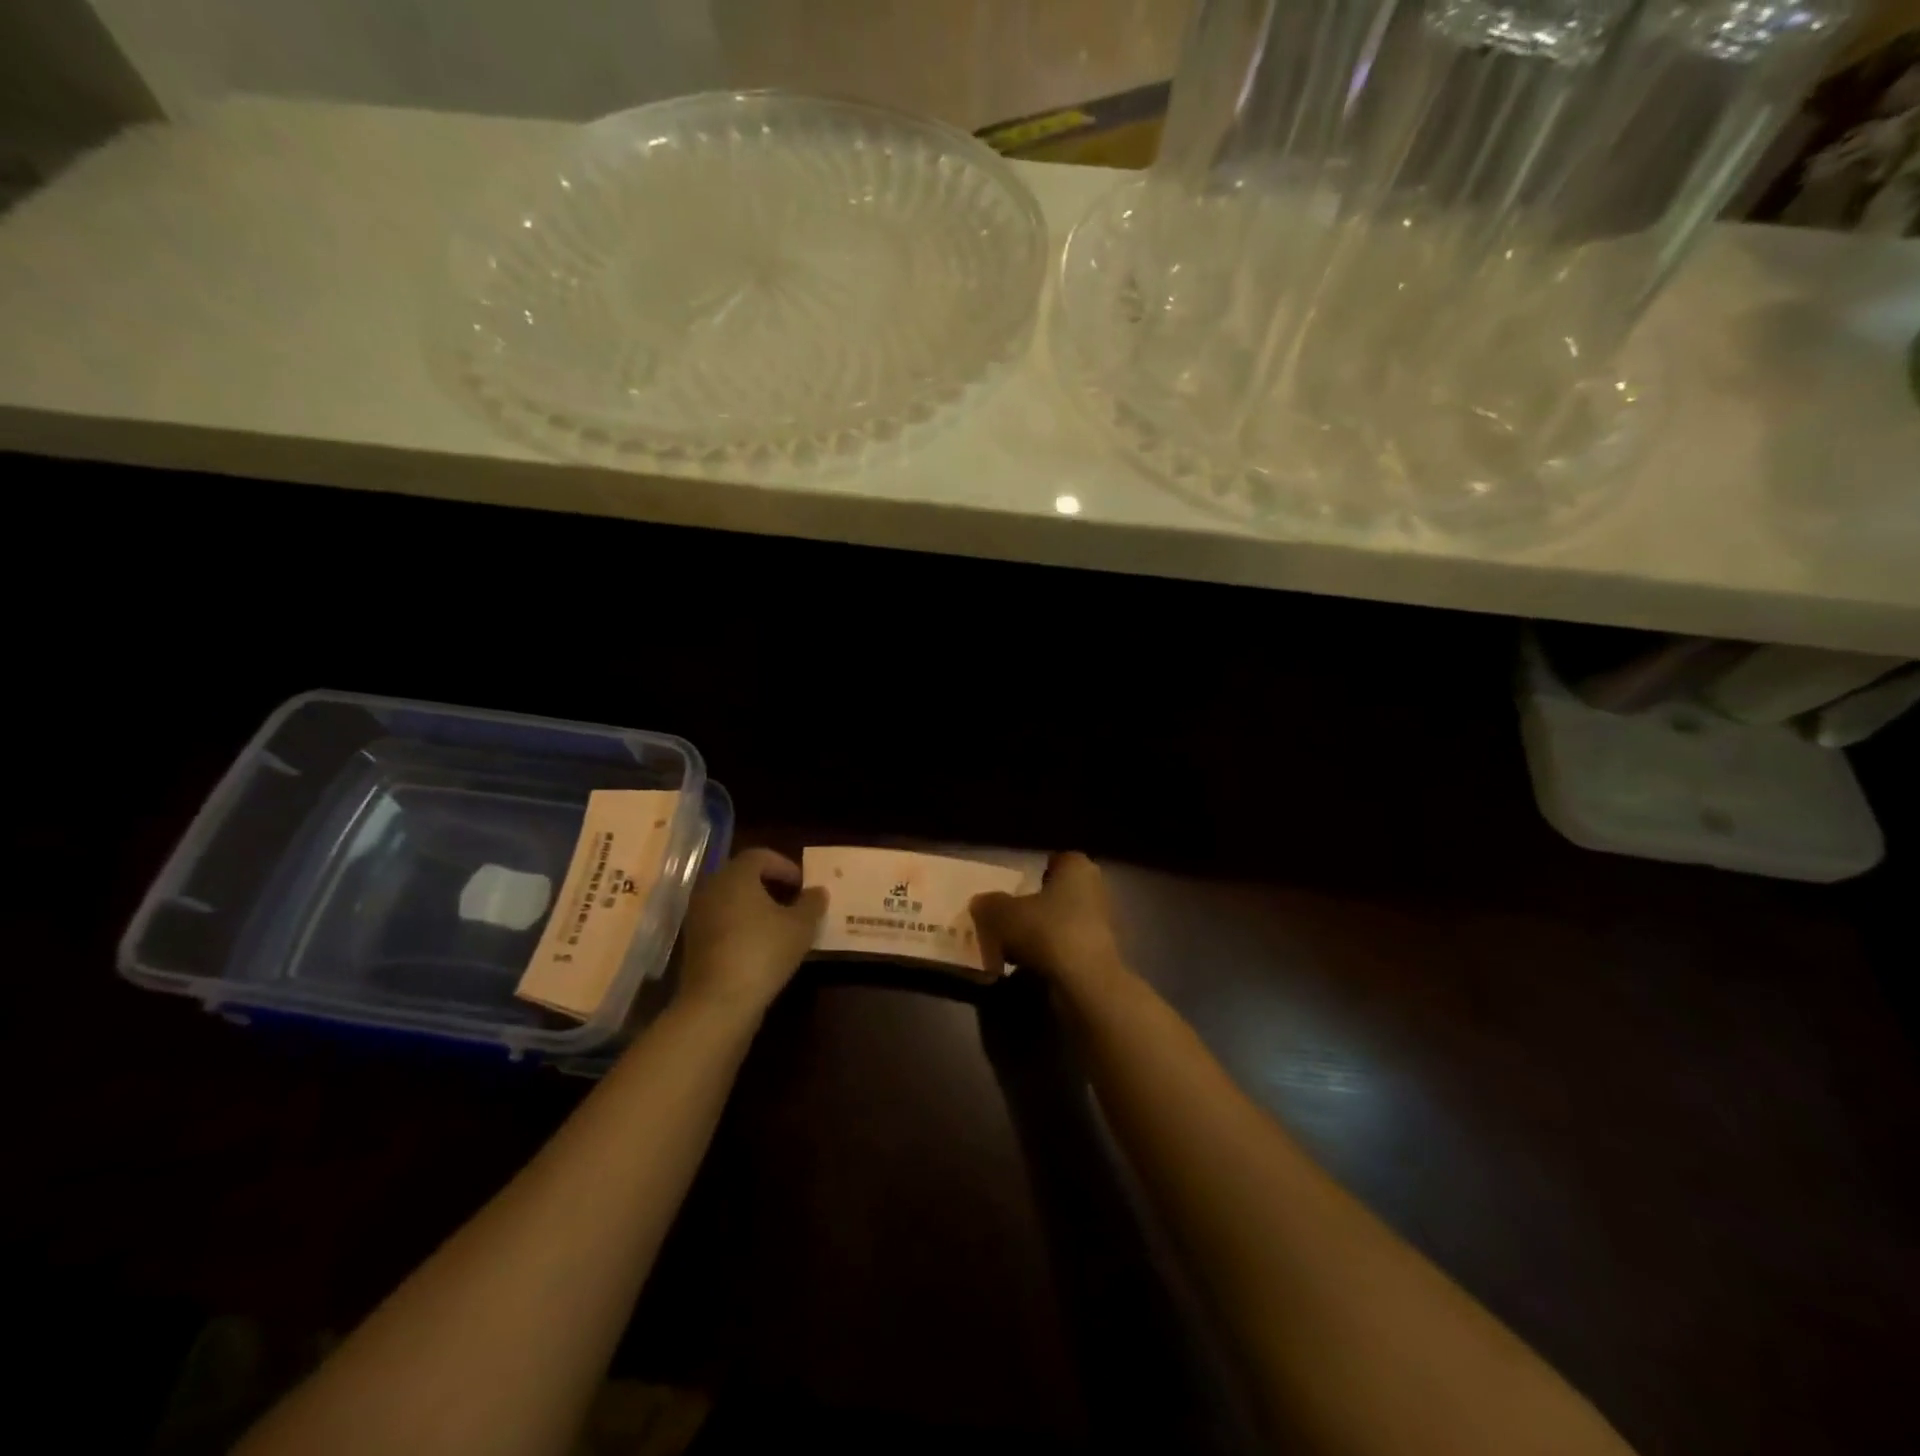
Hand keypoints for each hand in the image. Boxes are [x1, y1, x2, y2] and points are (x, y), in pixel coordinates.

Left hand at [676, 849, 826, 1016]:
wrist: (718, 1002)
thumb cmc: (764, 952)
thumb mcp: (801, 926)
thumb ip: (812, 903)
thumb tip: (817, 891)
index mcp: (736, 875)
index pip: (760, 855)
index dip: (785, 866)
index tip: (803, 884)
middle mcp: (712, 888)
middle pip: (743, 876)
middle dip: (770, 884)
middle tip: (794, 900)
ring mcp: (698, 916)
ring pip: (731, 900)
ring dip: (755, 906)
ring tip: (780, 925)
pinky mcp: (693, 943)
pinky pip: (722, 922)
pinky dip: (741, 925)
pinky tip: (761, 946)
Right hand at [971, 852, 1128, 1002]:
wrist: (1084, 984)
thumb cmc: (1046, 930)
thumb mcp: (1001, 913)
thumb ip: (989, 903)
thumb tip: (981, 903)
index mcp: (1077, 868)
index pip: (1057, 860)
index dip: (1035, 872)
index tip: (1014, 887)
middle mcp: (1095, 891)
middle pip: (1057, 894)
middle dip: (1034, 907)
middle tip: (1004, 919)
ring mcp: (1100, 927)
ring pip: (1060, 924)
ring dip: (1037, 935)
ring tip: (1006, 949)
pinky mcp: (1098, 958)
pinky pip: (1064, 951)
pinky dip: (1046, 958)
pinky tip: (1023, 970)